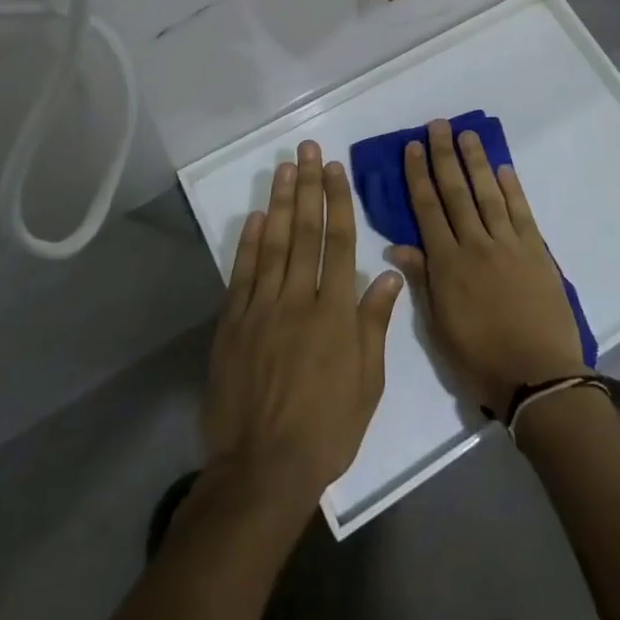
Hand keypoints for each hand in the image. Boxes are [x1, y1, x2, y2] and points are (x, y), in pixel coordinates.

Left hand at [203, 142, 403, 506]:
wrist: (262, 470)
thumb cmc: (326, 429)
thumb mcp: (367, 383)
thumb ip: (374, 323)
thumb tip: (386, 272)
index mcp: (335, 312)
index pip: (338, 242)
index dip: (337, 201)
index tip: (334, 168)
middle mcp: (298, 299)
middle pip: (304, 231)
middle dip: (307, 186)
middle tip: (307, 149)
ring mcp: (261, 309)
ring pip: (272, 243)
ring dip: (278, 202)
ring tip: (283, 167)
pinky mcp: (233, 324)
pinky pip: (242, 273)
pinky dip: (248, 242)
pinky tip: (255, 216)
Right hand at [385, 120, 587, 415]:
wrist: (539, 377)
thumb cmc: (480, 360)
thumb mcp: (439, 328)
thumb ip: (422, 281)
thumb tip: (396, 246)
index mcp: (447, 264)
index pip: (427, 209)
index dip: (418, 176)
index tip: (412, 147)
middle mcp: (475, 244)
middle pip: (456, 191)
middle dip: (444, 156)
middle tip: (438, 124)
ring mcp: (508, 244)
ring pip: (488, 193)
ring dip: (476, 161)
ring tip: (467, 134)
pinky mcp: (536, 251)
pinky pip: (521, 212)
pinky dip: (512, 188)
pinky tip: (503, 169)